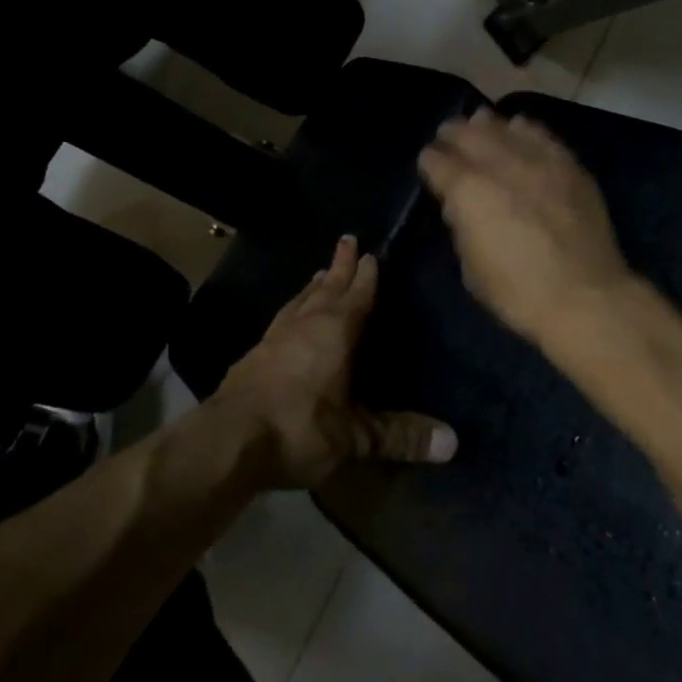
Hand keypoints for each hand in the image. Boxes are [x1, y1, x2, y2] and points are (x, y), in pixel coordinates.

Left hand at [218, 236, 457, 489]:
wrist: (228, 440)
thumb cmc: (300, 428)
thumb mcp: (355, 437)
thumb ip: (400, 435)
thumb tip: (453, 442)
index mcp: (336, 331)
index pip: (358, 294)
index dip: (367, 274)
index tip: (372, 252)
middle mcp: (306, 323)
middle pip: (328, 286)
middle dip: (340, 264)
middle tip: (347, 239)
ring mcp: (275, 336)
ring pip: (301, 299)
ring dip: (314, 285)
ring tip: (321, 273)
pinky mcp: (253, 353)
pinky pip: (281, 319)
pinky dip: (292, 309)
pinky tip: (288, 319)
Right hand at [419, 109, 638, 343]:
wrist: (585, 296)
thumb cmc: (518, 293)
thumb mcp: (471, 268)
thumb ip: (462, 227)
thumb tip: (460, 205)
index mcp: (467, 190)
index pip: (437, 160)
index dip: (429, 162)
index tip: (430, 165)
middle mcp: (499, 164)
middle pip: (468, 133)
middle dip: (453, 134)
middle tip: (448, 135)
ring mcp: (537, 160)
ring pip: (504, 126)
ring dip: (487, 125)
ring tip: (481, 124)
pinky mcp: (568, 164)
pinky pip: (540, 134)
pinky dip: (524, 129)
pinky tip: (520, 129)